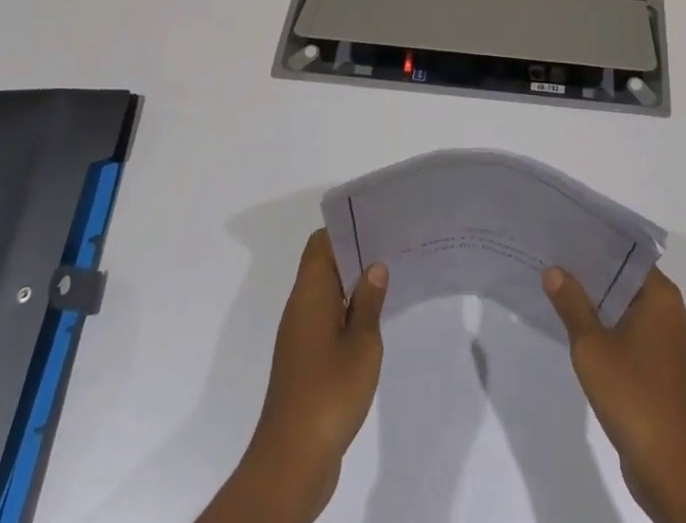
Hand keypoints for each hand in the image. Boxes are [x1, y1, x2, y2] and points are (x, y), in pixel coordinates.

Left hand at [197, 231, 386, 522]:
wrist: (293, 460)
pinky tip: (374, 322)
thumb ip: (369, 301)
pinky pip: (327, 320)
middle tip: (393, 248)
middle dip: (356, 255)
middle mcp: (300, 307)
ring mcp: (300, 336)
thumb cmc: (329, 391)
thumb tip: (374, 267)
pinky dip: (348, 313)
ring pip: (327, 293)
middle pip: (325, 264)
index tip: (377, 224)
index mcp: (310, 293)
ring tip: (391, 279)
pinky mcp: (304, 362)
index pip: (322, 242)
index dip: (347, 229)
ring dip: (354, 286)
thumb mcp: (362, 342)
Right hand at [544, 266, 685, 522]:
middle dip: (590, 270)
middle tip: (552, 254)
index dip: (595, 242)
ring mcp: (662, 339)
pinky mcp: (655, 365)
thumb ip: (572, 305)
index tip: (565, 232)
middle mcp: (666, 309)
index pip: (625, 253)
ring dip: (595, 299)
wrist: (670, 467)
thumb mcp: (593, 346)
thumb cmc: (634, 395)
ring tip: (556, 283)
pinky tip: (574, 324)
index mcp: (659, 295)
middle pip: (623, 277)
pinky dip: (603, 325)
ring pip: (623, 305)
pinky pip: (625, 330)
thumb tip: (554, 270)